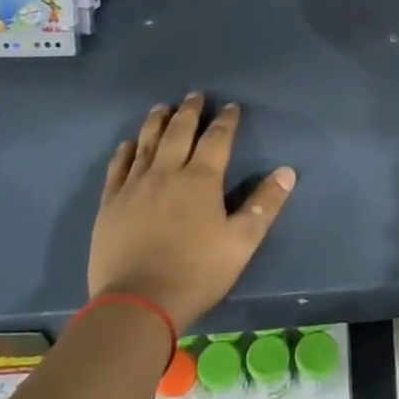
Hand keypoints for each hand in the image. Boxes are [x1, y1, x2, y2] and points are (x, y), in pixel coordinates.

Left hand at [88, 94, 295, 330]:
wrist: (137, 302)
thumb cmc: (197, 272)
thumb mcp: (242, 242)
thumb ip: (264, 204)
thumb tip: (287, 171)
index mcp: (201, 180)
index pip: (217, 139)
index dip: (225, 121)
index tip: (231, 107)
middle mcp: (167, 173)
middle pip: (179, 132)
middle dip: (189, 111)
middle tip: (195, 95)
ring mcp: (134, 186)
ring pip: (146, 143)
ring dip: (157, 121)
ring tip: (162, 107)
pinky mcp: (110, 204)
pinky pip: (118, 167)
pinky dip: (126, 151)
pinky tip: (129, 144)